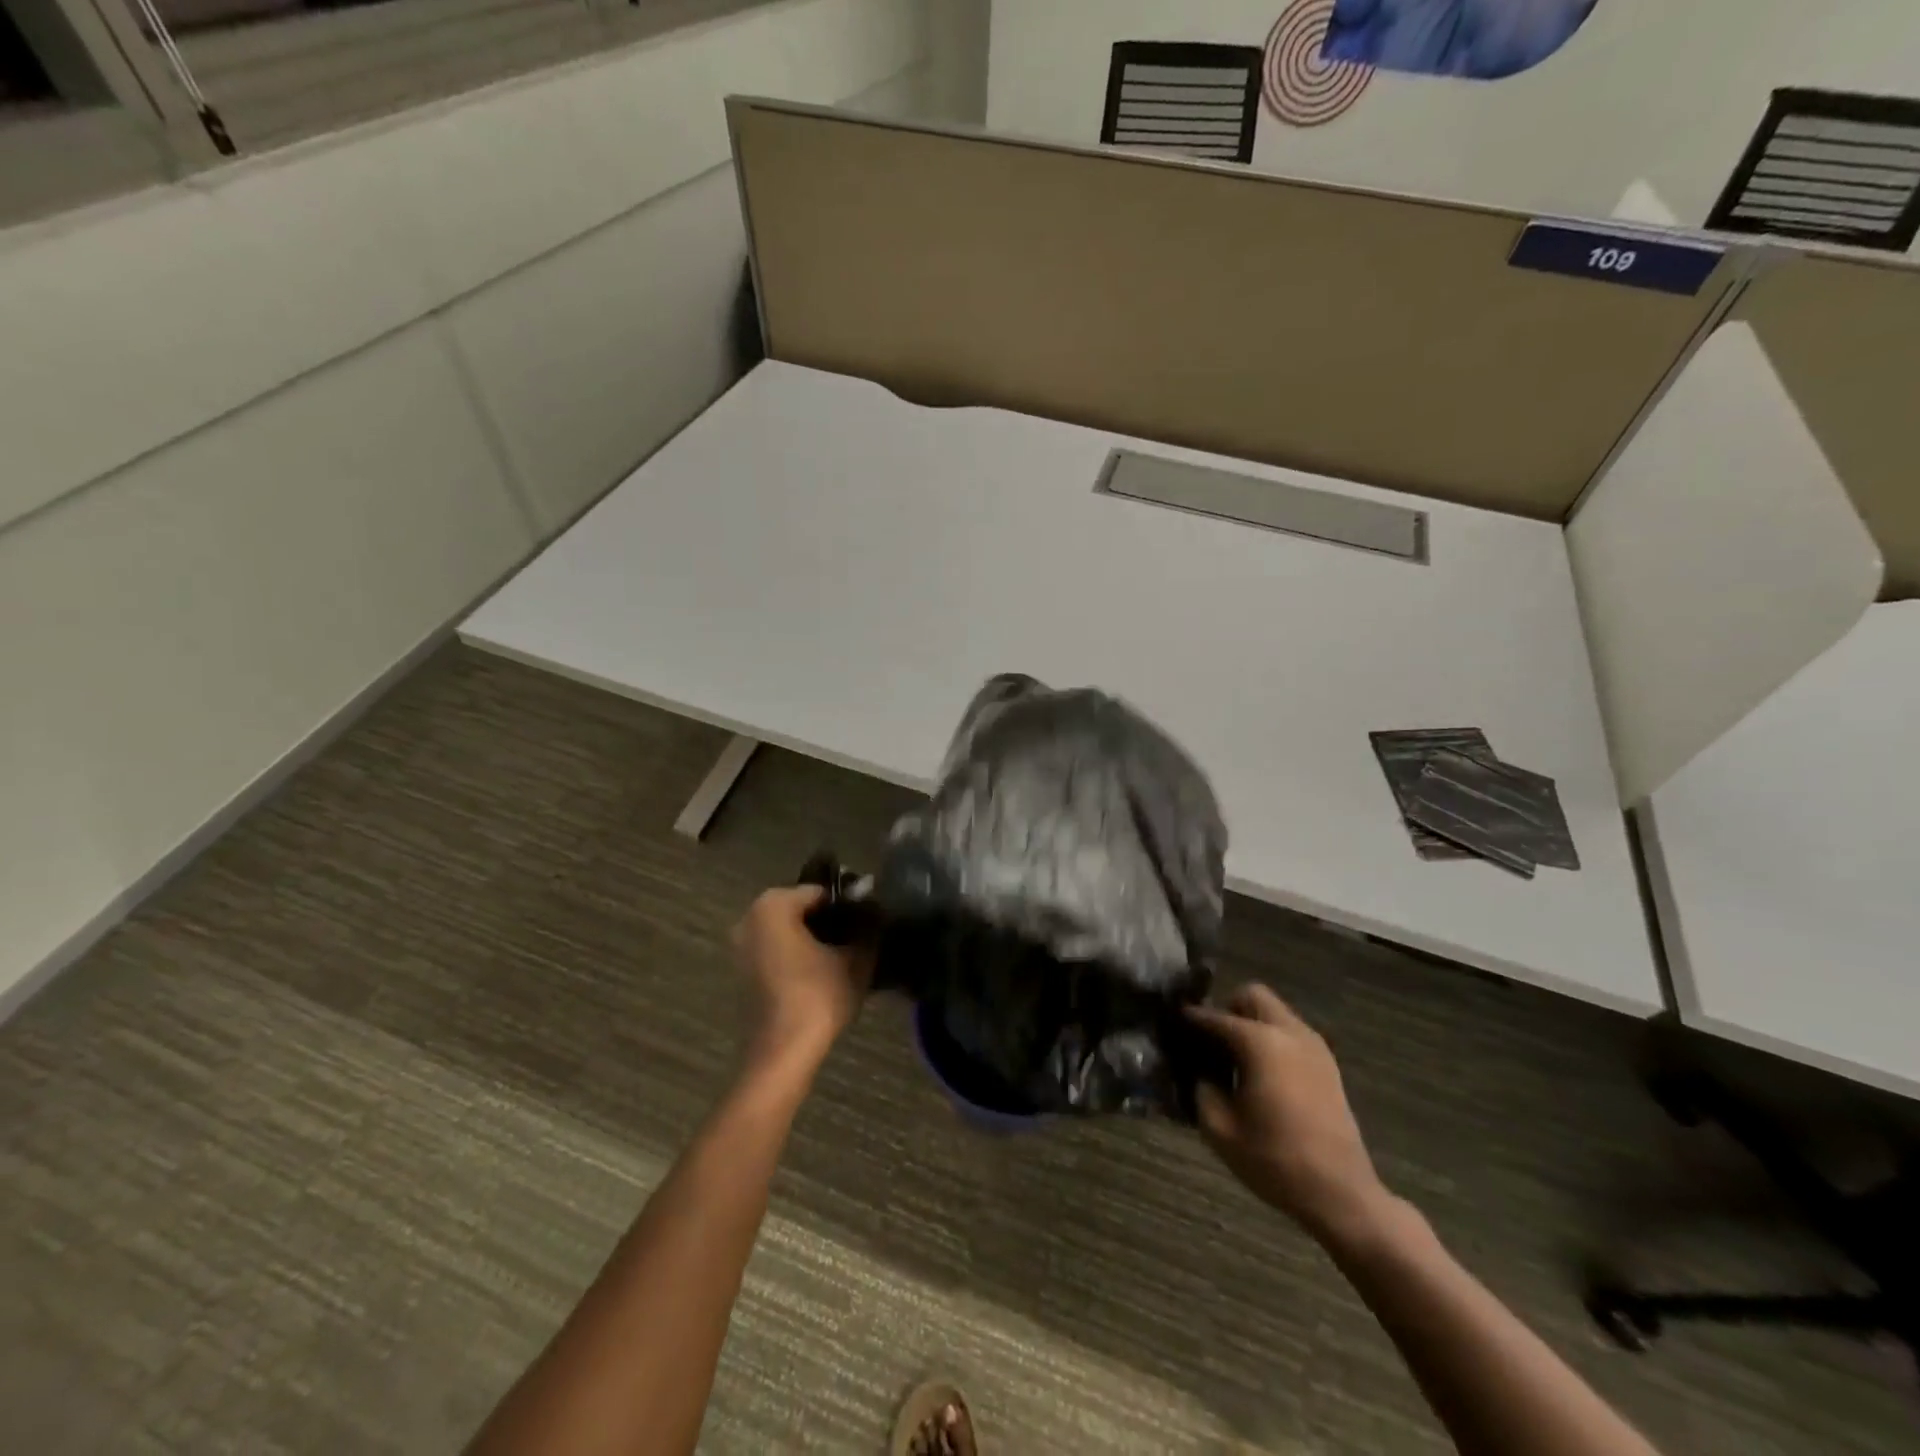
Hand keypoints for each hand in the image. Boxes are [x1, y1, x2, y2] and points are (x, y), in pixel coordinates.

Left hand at [733, 886, 872, 1078]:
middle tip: (858, 938)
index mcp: (773, 905)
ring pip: (787, 931)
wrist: (783, 1053)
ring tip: (843, 957)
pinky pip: (775, 951)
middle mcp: (749, 918)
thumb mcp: (855, 960)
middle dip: (828, 921)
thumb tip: (875, 911)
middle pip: (800, 910)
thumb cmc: (818, 996)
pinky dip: (796, 956)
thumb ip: (867, 928)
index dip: (847, 904)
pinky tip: (821, 973)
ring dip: (812, 939)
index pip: (820, 892)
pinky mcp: (742, 973)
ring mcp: (740, 946)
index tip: (867, 921)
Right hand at [1187, 984, 1387, 1241]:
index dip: (1191, 1019)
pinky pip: (1291, 1033)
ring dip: (1253, 1023)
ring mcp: (1314, 1046)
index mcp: (1260, 1042)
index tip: (1174, 1022)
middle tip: (1213, 1041)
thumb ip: (1202, 1089)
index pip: (1215, 1017)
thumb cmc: (1275, 1160)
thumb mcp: (1220, 1129)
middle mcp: (1289, 1032)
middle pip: (1252, 996)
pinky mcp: (1328, 1064)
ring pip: (1275, 1012)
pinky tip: (1263, 1073)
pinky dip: (1273, 1039)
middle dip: (1228, 1009)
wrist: (1341, 1194)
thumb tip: (1199, 1071)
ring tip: (1237, 1059)